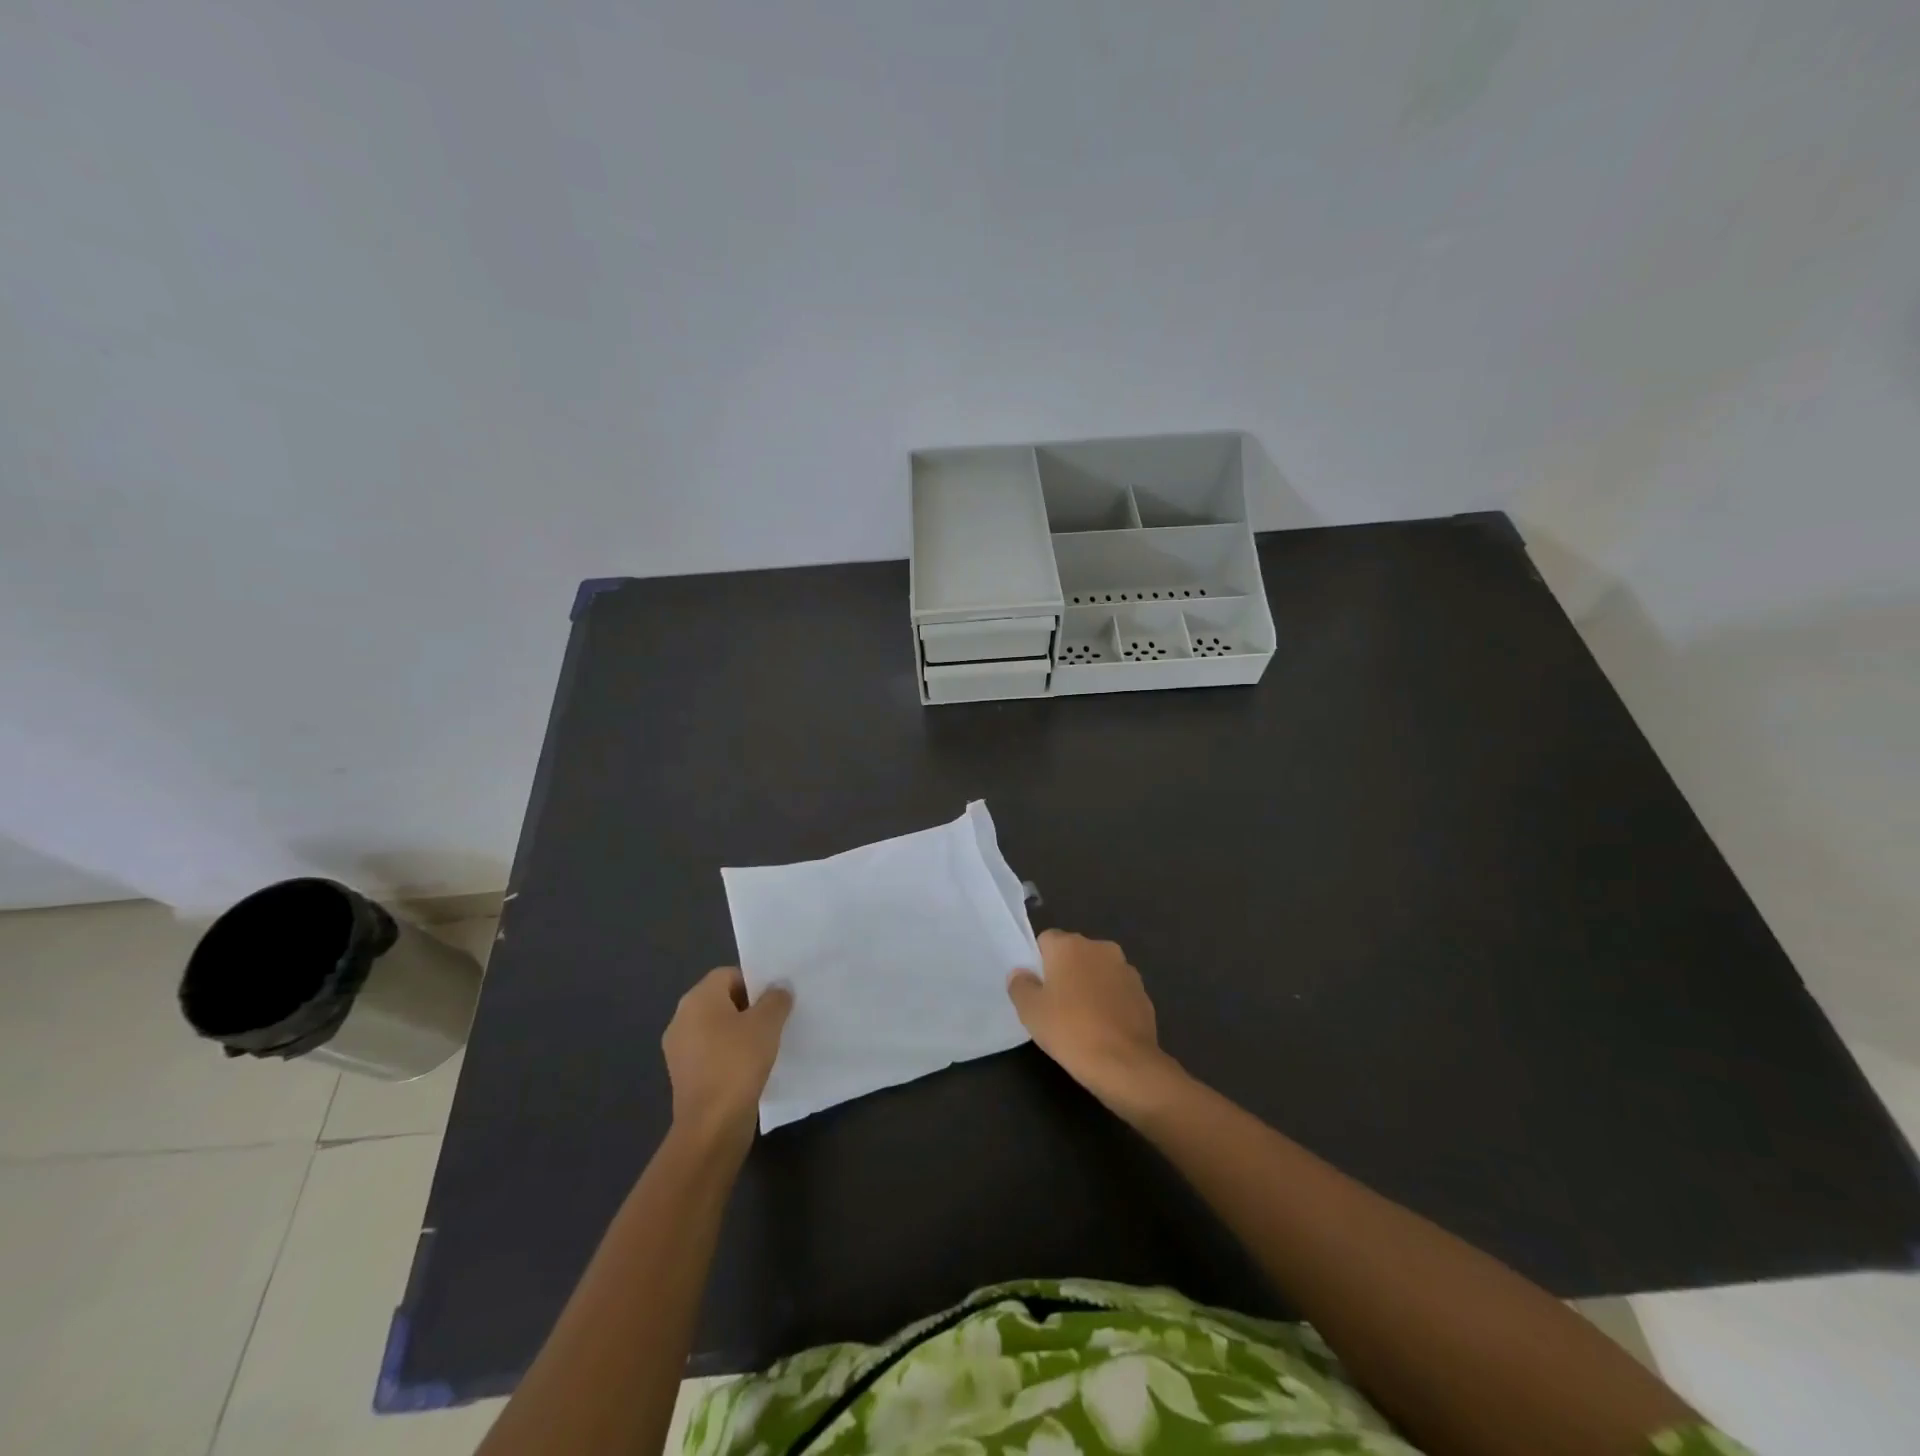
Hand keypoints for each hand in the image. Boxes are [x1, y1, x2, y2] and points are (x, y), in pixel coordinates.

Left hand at [662, 967, 791, 1144]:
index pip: (728, 975)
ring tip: (767, 1044)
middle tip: (775, 1019)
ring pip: (716, 1028)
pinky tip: (751, 1067)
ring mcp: (679, 1049)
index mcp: (697, 999)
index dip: (754, 982)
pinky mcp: (684, 1075)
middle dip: (749, 1007)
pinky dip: (729, 1055)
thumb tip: (778, 988)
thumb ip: (776, 999)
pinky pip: (711, 1052)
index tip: (775, 1000)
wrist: (712, 1125)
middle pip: (721, 1000)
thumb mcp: (767, 1023)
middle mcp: (681, 1018)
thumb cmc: (738, 1063)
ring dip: (740, 1032)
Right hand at [1008, 930, 1180, 1113]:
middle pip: (1074, 953)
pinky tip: (1104, 1028)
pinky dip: (1110, 1001)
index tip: (1037, 989)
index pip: (1046, 940)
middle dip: (1065, 972)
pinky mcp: (1143, 992)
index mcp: (1070, 945)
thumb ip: (1020, 985)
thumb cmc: (1069, 1030)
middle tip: (1055, 1004)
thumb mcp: (1030, 1011)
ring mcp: (1126, 969)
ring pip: (1098, 971)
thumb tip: (1021, 973)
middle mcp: (1100, 947)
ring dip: (1090, 985)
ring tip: (1082, 1019)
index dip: (1039, 963)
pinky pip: (1117, 990)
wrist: (1124, 1063)